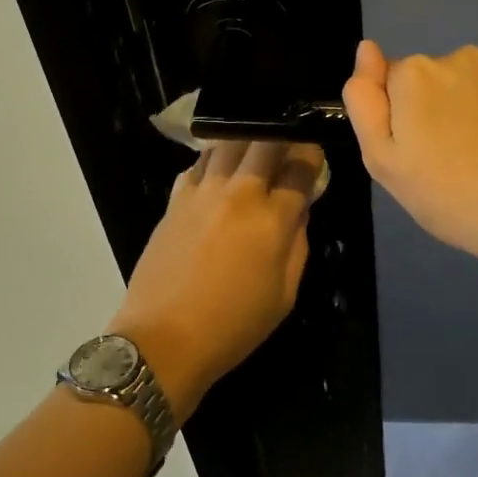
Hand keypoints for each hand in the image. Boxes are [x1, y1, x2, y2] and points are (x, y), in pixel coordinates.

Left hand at [105, 138, 324, 419]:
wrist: (164, 338)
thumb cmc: (233, 325)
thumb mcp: (284, 295)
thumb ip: (298, 245)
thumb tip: (298, 210)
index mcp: (271, 220)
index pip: (300, 168)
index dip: (311, 156)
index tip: (313, 157)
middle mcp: (238, 194)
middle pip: (265, 142)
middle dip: (283, 138)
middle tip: (287, 148)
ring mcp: (202, 192)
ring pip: (229, 143)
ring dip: (247, 141)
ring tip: (254, 151)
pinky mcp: (175, 199)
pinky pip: (198, 163)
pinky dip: (214, 159)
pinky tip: (220, 172)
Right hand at [342, 40, 477, 275]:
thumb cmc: (451, 196)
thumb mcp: (383, 162)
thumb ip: (365, 101)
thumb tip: (366, 48)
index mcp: (416, 74)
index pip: (395, 83)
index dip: (403, 119)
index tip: (420, 154)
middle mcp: (462, 55)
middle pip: (438, 79)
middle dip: (441, 108)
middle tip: (455, 161)